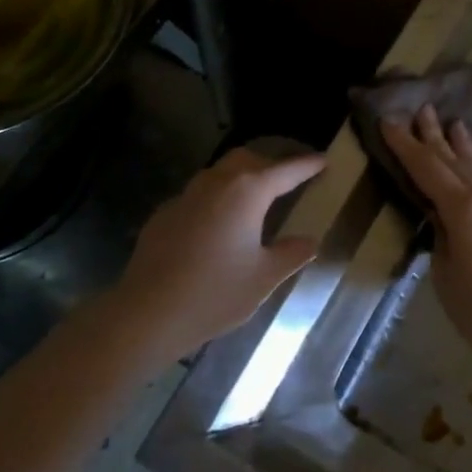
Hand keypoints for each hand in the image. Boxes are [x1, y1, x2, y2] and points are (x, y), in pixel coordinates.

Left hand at [109, 146, 326, 361]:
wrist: (149, 312)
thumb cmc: (215, 294)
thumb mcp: (264, 278)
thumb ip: (292, 254)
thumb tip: (310, 240)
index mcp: (247, 192)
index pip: (285, 170)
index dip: (306, 165)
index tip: (323, 161)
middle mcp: (216, 183)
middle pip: (248, 160)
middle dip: (271, 164)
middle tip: (289, 179)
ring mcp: (186, 196)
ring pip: (219, 173)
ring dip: (240, 178)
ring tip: (255, 199)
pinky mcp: (164, 213)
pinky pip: (198, 196)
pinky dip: (216, 199)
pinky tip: (218, 225)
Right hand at [379, 105, 471, 370]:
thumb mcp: (446, 275)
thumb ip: (440, 241)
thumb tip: (441, 224)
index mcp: (463, 209)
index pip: (427, 169)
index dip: (406, 145)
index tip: (389, 120)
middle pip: (453, 161)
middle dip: (434, 135)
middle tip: (422, 108)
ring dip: (462, 146)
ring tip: (455, 123)